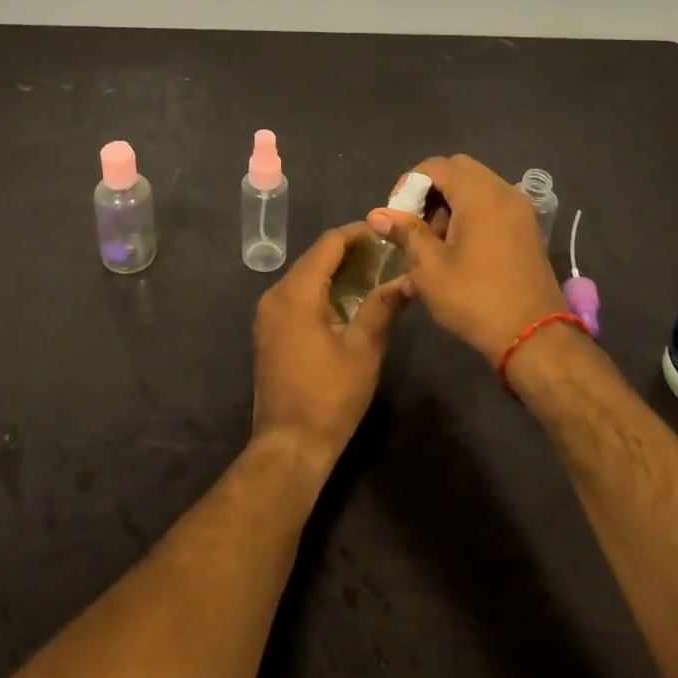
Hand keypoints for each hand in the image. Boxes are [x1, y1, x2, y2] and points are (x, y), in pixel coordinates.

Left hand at [252, 223, 410, 468]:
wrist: (289, 444)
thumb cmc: (330, 395)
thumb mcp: (364, 348)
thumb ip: (383, 306)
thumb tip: (409, 279)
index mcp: (297, 292)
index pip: (329, 244)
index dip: (358, 233)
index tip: (387, 233)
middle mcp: (275, 294)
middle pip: (314, 257)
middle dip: (349, 251)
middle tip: (386, 254)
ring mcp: (268, 313)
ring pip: (305, 276)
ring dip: (335, 270)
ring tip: (373, 273)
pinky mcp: (269, 330)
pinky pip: (296, 295)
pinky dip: (321, 289)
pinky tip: (346, 299)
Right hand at [369, 155, 567, 361]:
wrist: (534, 339)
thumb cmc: (475, 299)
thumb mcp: (429, 267)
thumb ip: (404, 232)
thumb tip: (376, 214)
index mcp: (479, 195)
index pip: (436, 166)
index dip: (409, 184)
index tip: (396, 215)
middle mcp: (503, 191)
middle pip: (459, 170)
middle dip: (431, 190)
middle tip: (415, 223)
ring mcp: (520, 209)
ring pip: (477, 185)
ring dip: (451, 201)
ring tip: (435, 240)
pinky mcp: (527, 228)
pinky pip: (493, 203)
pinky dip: (472, 212)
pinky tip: (459, 247)